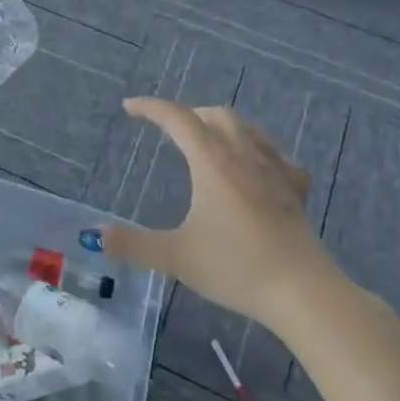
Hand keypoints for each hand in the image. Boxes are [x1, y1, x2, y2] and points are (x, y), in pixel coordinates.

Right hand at [97, 98, 340, 323]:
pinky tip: (257, 168)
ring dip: (224, 126)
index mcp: (212, 163)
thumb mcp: (175, 257)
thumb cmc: (236, 267)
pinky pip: (277, 156)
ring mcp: (276, 172)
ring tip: (208, 140)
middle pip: (217, 116)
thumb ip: (133, 244)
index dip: (151, 108)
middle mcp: (244, 157)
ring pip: (250, 130)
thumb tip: (96, 235)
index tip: (129, 107)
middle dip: (189, 114)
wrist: (303, 293)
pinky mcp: (296, 193)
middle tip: (168, 128)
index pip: (178, 119)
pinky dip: (259, 151)